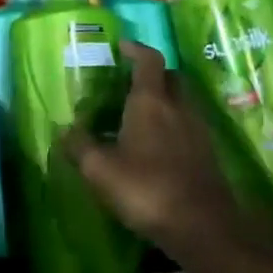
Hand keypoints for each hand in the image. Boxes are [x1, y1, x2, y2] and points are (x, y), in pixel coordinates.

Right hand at [62, 42, 253, 265]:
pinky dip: (174, 125)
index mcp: (151, 100)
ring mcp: (197, 129)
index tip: (122, 46)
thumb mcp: (101, 170)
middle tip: (131, 83)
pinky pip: (189, 125)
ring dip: (165, 101)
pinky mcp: (208, 153)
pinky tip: (159, 147)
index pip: (148, 59)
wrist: (202, 226)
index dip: (136, 49)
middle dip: (153, 74)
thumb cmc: (147, 188)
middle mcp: (178, 106)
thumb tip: (64, 131)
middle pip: (170, 76)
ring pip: (182, 101)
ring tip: (142, 117)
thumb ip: (80, 147)